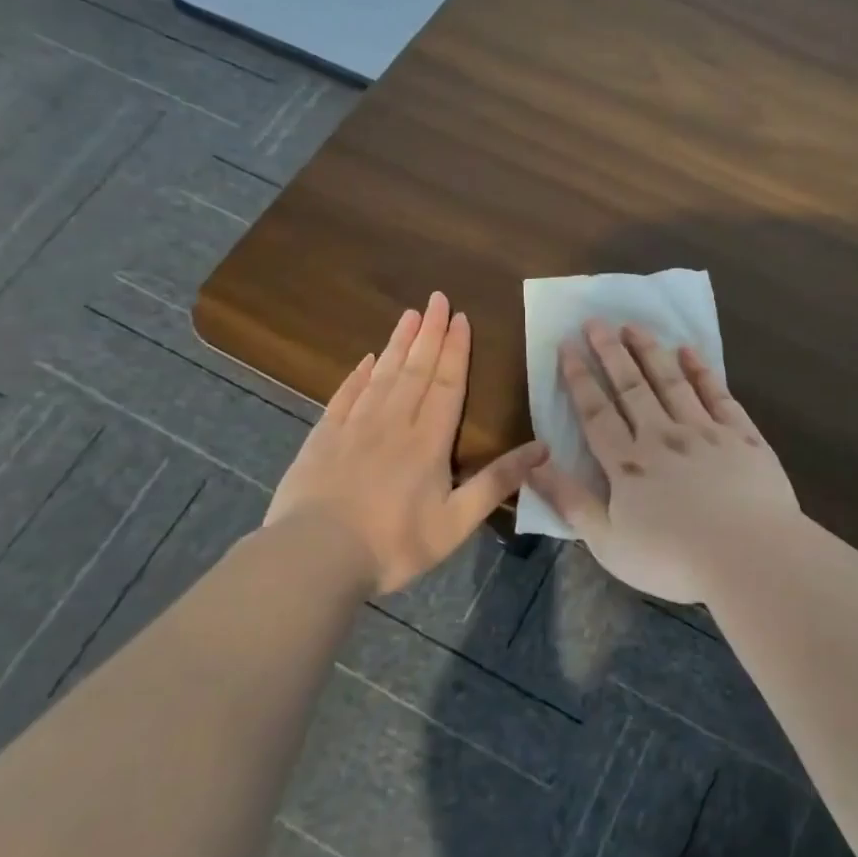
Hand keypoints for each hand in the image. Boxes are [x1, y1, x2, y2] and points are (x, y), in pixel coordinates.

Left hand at [266, 292, 546, 595]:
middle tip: (436, 298)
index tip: (459, 317)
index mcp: (428, 441)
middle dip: (428, 333)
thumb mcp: (457, 522)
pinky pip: (344, 396)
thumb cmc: (393, 543)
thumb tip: (543, 448)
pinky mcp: (322, 439)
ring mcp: (354, 428)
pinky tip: (364, 360)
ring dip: (397, 343)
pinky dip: (357, 375)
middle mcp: (393, 423)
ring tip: (407, 314)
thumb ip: (498, 482)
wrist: (314, 558)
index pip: (446, 384)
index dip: (455, 349)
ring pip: (381, 375)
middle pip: (415, 369)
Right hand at [527, 320, 800, 602]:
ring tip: (634, 326)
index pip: (596, 412)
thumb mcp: (607, 542)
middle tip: (596, 321)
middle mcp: (663, 436)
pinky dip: (702, 371)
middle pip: (631, 387)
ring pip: (671, 382)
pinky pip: (718, 394)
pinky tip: (690, 351)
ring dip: (650, 351)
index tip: (568, 345)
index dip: (579, 377)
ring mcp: (705, 432)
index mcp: (628, 464)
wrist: (750, 556)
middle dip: (610, 352)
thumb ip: (570, 500)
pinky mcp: (742, 436)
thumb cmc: (673, 559)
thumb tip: (533, 463)